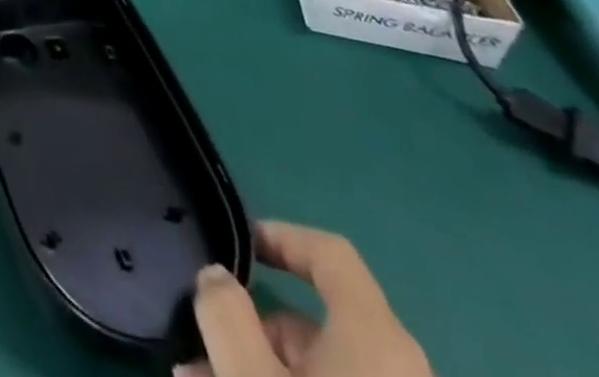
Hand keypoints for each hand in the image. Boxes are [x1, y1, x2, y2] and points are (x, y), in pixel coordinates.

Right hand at [182, 221, 430, 376]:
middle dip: (248, 324)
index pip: (330, 252)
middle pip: (314, 318)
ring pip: (319, 368)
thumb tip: (216, 276)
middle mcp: (399, 364)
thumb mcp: (250, 373)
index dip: (280, 236)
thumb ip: (225, 313)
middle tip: (199, 346)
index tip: (237, 245)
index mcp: (376, 334)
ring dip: (258, 361)